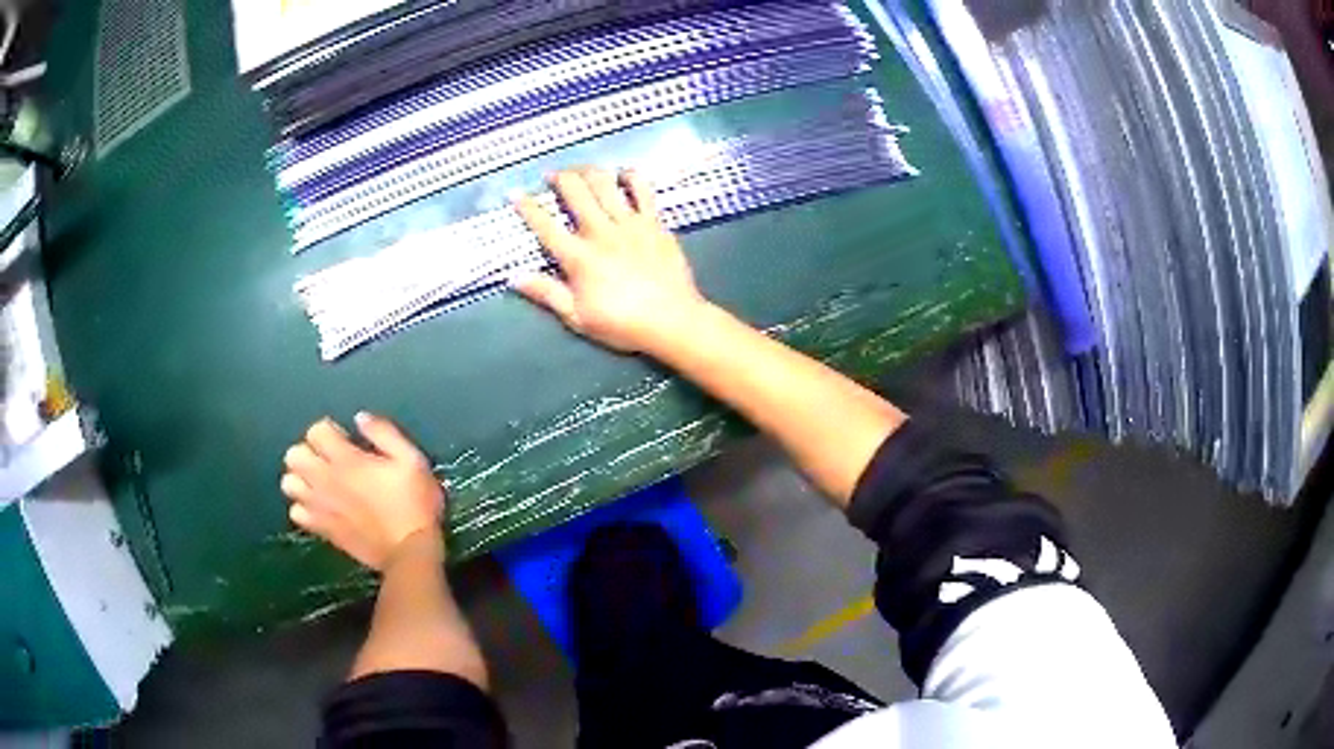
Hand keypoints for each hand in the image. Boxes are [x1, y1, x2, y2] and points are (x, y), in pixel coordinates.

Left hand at [281, 413, 444, 570]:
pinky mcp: (321, 529)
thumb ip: (384, 433)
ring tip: (320, 483)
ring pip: (289, 483)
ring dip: (301, 479)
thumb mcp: (412, 460)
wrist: (410, 552)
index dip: (329, 430)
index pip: (316, 431)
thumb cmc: (414, 504)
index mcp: (346, 460)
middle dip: (308, 452)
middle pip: (294, 455)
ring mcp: (320, 507)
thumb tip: (360, 418)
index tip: (346, 440)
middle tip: (329, 460)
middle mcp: (325, 480)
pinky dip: (303, 507)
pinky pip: (296, 513)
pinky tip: (320, 507)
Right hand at [511, 167, 706, 353]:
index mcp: (578, 257)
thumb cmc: (622, 324)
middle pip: (575, 193)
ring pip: (604, 184)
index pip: (545, 226)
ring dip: (588, 171)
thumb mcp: (577, 317)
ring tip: (581, 169)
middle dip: (559, 178)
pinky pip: (642, 190)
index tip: (514, 193)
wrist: (672, 320)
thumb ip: (546, 293)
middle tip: (551, 175)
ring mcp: (629, 223)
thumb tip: (514, 277)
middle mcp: (600, 232)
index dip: (527, 207)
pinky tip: (624, 172)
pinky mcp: (653, 222)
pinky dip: (632, 176)